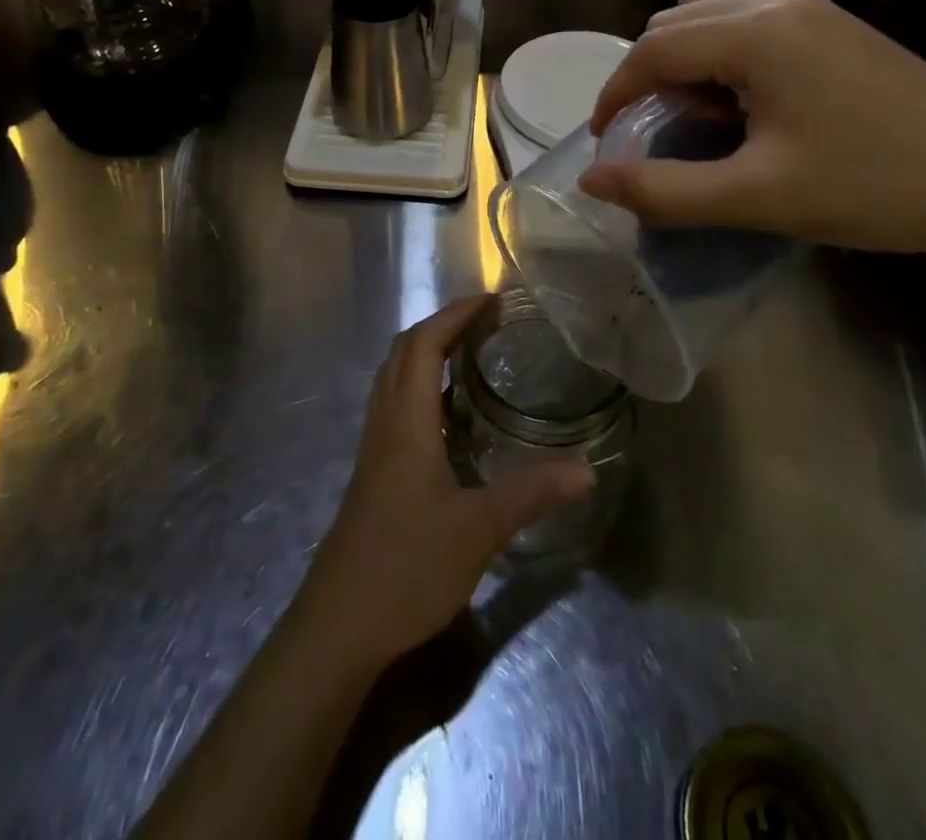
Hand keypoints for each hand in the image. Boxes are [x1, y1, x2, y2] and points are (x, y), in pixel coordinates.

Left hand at [296, 296, 595, 668]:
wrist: (338, 625)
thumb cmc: (406, 566)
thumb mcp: (478, 530)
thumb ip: (531, 494)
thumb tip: (587, 469)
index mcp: (405, 421)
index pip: (423, 343)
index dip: (454, 314)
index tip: (491, 301)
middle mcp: (384, 422)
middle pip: (403, 351)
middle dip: (442, 326)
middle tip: (486, 325)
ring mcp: (374, 448)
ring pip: (394, 379)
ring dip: (427, 355)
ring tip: (471, 358)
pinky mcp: (373, 473)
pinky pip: (395, 408)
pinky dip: (421, 390)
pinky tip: (451, 419)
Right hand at [577, 0, 925, 257]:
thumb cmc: (875, 189)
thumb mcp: (758, 198)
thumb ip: (664, 190)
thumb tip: (591, 179)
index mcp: (756, 35)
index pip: (652, 49)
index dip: (615, 93)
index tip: (603, 138)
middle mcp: (777, 4)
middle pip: (674, 21)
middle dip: (645, 72)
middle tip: (648, 131)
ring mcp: (812, 7)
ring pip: (711, 9)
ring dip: (682, 52)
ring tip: (693, 109)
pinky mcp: (835, 22)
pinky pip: (750, 12)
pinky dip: (721, 42)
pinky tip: (742, 89)